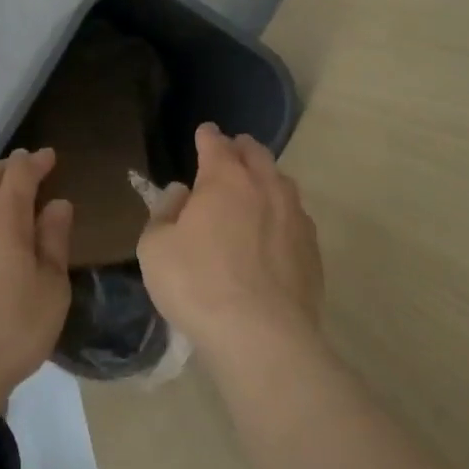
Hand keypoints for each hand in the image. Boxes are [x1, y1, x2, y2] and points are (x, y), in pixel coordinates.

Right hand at [138, 124, 323, 365]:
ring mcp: (295, 217)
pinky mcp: (312, 250)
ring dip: (266, 178)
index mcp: (225, 179)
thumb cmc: (197, 285)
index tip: (205, 132)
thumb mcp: (155, 248)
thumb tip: (181, 193)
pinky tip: (275, 230)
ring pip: (282, 183)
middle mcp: (265, 188)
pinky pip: (296, 217)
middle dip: (241, 148)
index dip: (207, 136)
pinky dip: (282, 213)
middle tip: (231, 151)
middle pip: (256, 155)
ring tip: (256, 186)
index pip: (216, 144)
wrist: (262, 336)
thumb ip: (164, 213)